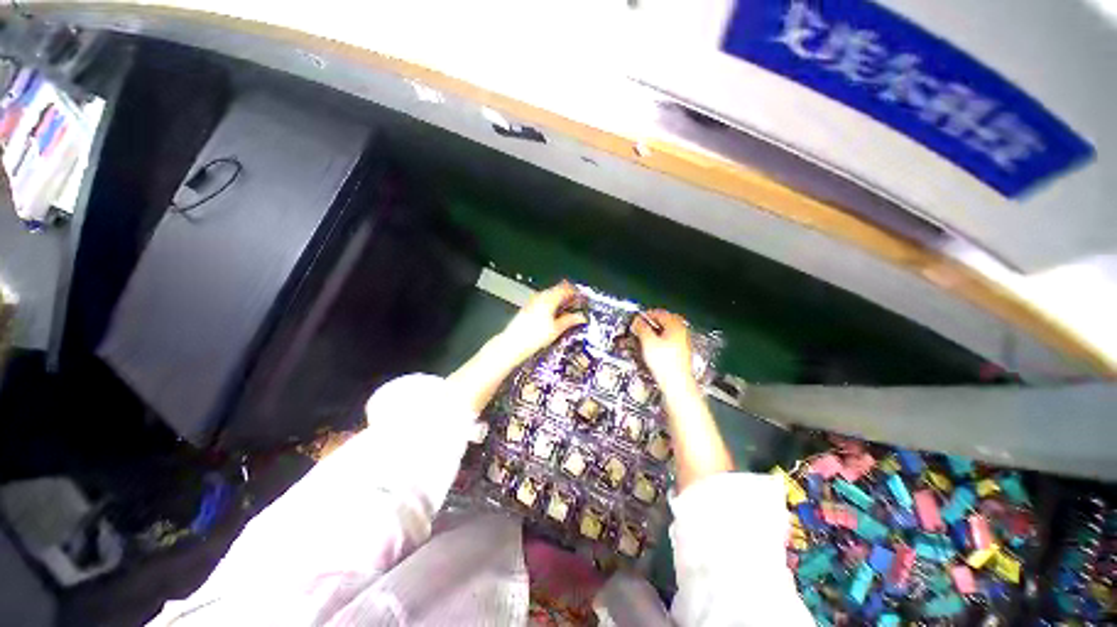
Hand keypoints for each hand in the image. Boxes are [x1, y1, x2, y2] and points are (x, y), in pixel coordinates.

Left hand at [497, 281, 587, 365]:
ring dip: (560, 301)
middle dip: (568, 297)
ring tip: (567, 312)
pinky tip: (553, 316)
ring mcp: (532, 301)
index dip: (576, 293)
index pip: (566, 289)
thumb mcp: (556, 329)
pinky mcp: (527, 308)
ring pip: (550, 295)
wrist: (512, 344)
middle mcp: (540, 296)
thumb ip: (570, 320)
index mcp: (549, 298)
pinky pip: (543, 301)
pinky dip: (551, 305)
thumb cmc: (534, 337)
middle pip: (558, 290)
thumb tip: (580, 317)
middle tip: (577, 306)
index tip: (583, 299)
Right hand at [631, 310, 696, 394]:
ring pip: (666, 332)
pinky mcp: (680, 354)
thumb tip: (637, 321)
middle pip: (664, 321)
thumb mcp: (648, 342)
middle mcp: (682, 332)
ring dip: (654, 332)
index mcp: (675, 326)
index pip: (659, 313)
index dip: (646, 315)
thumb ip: (641, 328)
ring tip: (643, 337)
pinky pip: (669, 342)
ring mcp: (683, 343)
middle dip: (651, 323)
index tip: (636, 319)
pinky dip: (659, 341)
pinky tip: (651, 348)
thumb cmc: (666, 364)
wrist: (677, 384)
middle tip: (640, 327)